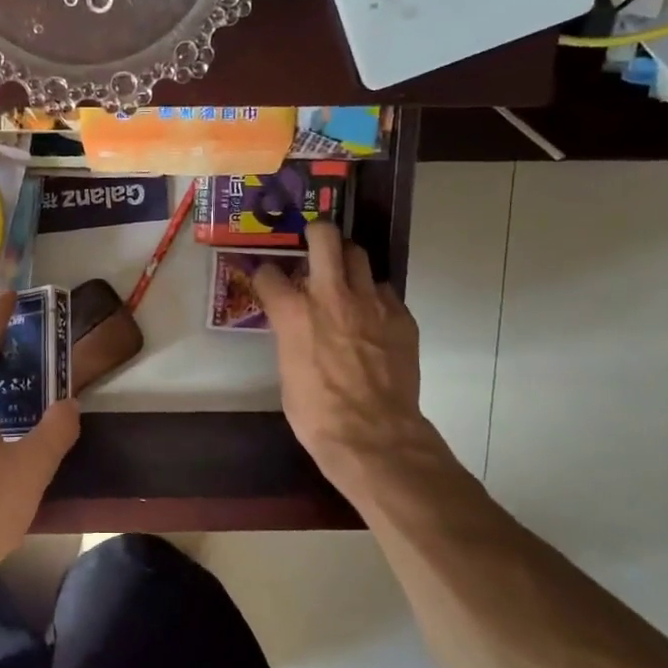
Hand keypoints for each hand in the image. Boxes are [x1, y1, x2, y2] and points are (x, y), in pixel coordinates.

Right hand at [254, 222, 451, 503]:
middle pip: (325, 237)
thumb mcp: (287, 370)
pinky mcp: (401, 316)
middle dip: (316, 233)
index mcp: (292, 311)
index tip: (268, 281)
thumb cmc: (316, 412)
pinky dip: (373, 296)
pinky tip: (371, 316)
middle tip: (313, 243)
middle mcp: (331, 295)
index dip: (266, 276)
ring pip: (359, 255)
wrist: (373, 434)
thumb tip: (295, 328)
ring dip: (347, 261)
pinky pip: (384, 290)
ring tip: (344, 277)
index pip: (269, 273)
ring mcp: (371, 302)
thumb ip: (291, 336)